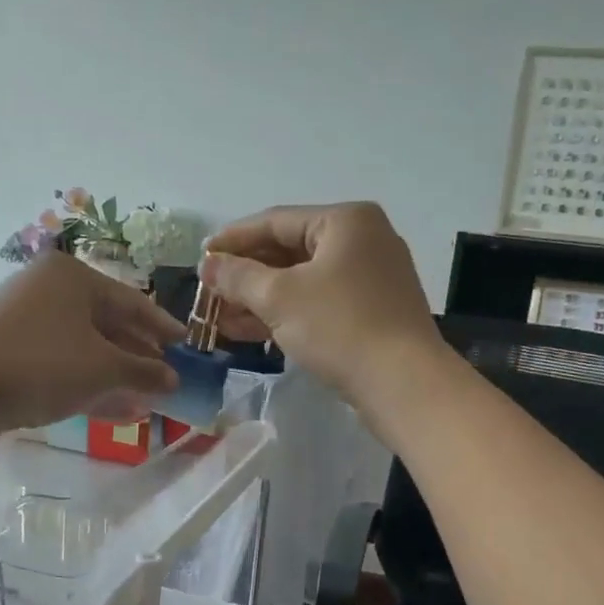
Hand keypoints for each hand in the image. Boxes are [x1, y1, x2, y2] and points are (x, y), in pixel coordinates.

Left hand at [0, 252, 183, 440]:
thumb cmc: (44, 364)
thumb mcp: (104, 368)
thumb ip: (144, 371)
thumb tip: (174, 379)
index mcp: (72, 277)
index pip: (131, 302)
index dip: (162, 327)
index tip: (186, 345)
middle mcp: (47, 289)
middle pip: (106, 324)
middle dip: (138, 356)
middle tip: (166, 378)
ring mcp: (25, 321)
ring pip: (84, 347)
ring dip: (116, 375)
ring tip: (146, 400)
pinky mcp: (9, 351)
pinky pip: (60, 363)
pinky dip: (88, 383)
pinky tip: (117, 410)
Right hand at [201, 202, 443, 407]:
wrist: (402, 383)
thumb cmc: (339, 327)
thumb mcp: (279, 297)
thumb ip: (238, 276)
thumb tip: (208, 264)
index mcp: (346, 221)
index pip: (276, 221)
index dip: (233, 239)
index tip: (201, 258)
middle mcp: (363, 241)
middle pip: (290, 251)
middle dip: (246, 275)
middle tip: (209, 293)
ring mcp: (371, 278)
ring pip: (303, 282)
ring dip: (260, 299)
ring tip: (219, 318)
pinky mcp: (372, 312)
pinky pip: (319, 304)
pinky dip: (286, 314)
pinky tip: (250, 332)